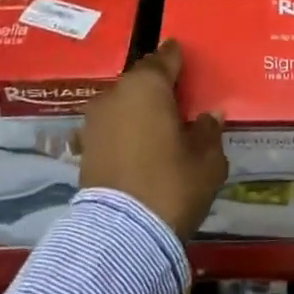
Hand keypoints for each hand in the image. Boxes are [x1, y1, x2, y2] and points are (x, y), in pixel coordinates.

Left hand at [78, 40, 227, 239]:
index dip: (179, 59)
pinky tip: (143, 144)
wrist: (121, 235)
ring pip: (124, 103)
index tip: (189, 62)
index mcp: (147, 85)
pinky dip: (127, 129)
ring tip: (162, 124)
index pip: (166, 57)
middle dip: (160, 86)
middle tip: (180, 98)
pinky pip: (113, 126)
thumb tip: (209, 116)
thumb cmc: (172, 184)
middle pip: (142, 80)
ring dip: (141, 109)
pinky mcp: (85, 147)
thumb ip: (209, 130)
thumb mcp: (207, 159)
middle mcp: (116, 94)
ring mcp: (95, 121)